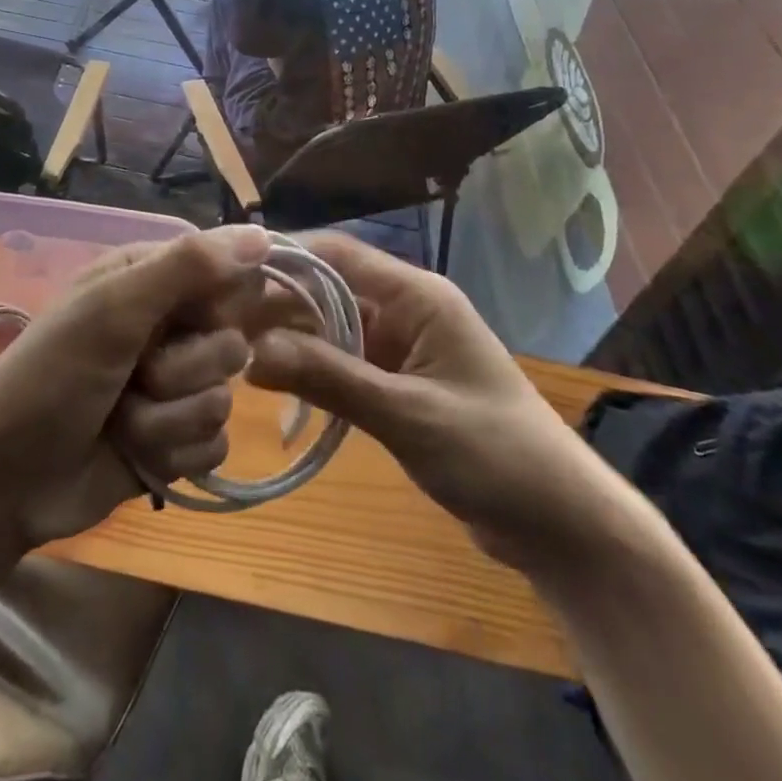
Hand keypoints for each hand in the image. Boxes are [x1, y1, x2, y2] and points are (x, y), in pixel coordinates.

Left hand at [0, 226, 270, 549]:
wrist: (1, 481)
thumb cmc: (50, 378)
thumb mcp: (113, 309)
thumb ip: (187, 267)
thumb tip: (264, 233)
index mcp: (151, 281)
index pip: (228, 276)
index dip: (216, 305)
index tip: (187, 321)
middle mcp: (167, 328)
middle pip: (231, 344)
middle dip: (183, 372)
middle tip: (133, 377)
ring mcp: (173, 388)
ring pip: (224, 400)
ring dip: (169, 420)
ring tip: (121, 422)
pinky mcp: (175, 441)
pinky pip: (215, 446)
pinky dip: (173, 454)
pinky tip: (135, 455)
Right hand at [244, 234, 621, 573]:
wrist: (561, 525)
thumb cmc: (494, 455)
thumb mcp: (407, 415)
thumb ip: (330, 378)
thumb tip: (252, 352)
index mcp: (418, 297)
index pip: (339, 255)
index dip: (285, 258)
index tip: (228, 274)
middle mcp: (407, 310)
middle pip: (329, 290)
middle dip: (278, 304)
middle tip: (219, 325)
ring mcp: (403, 348)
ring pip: (332, 327)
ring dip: (291, 339)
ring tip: (234, 354)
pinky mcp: (399, 384)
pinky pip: (344, 363)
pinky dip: (312, 370)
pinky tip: (274, 385)